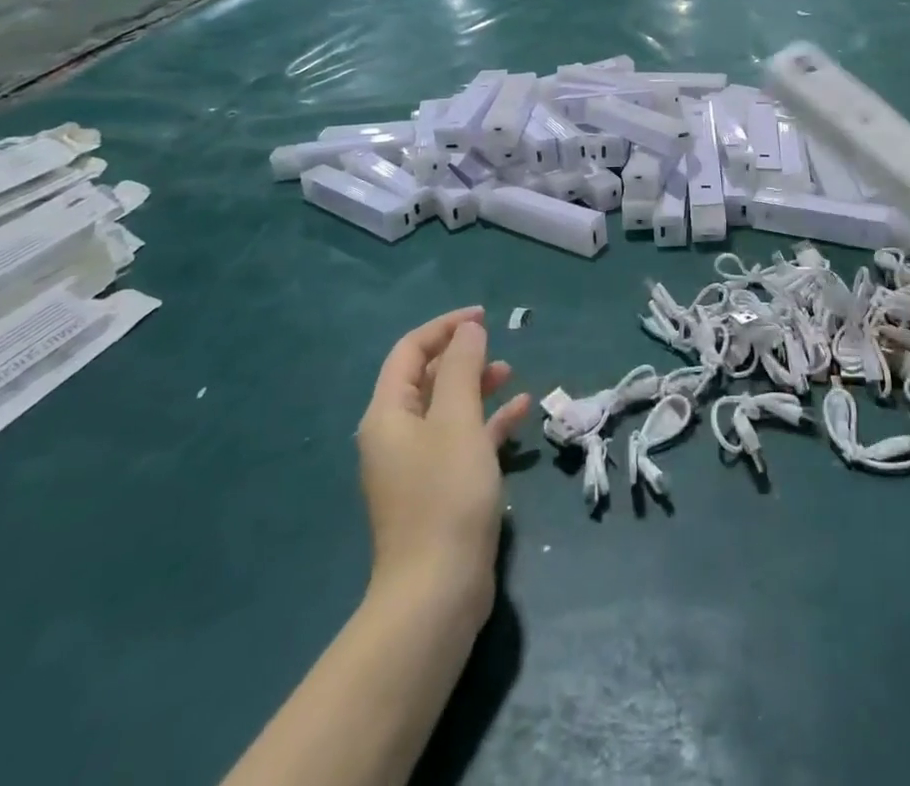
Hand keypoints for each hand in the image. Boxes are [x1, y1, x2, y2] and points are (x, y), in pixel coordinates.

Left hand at [357, 308, 530, 627]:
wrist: (437, 592)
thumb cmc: (445, 495)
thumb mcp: (457, 421)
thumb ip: (463, 369)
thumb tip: (468, 329)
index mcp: (388, 415)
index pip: (410, 352)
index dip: (445, 327)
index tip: (484, 316)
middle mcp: (396, 435)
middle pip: (427, 378)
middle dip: (462, 356)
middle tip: (497, 345)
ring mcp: (417, 465)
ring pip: (448, 408)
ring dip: (477, 386)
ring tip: (511, 372)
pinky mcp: (440, 489)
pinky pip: (463, 440)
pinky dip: (488, 422)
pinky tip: (520, 412)